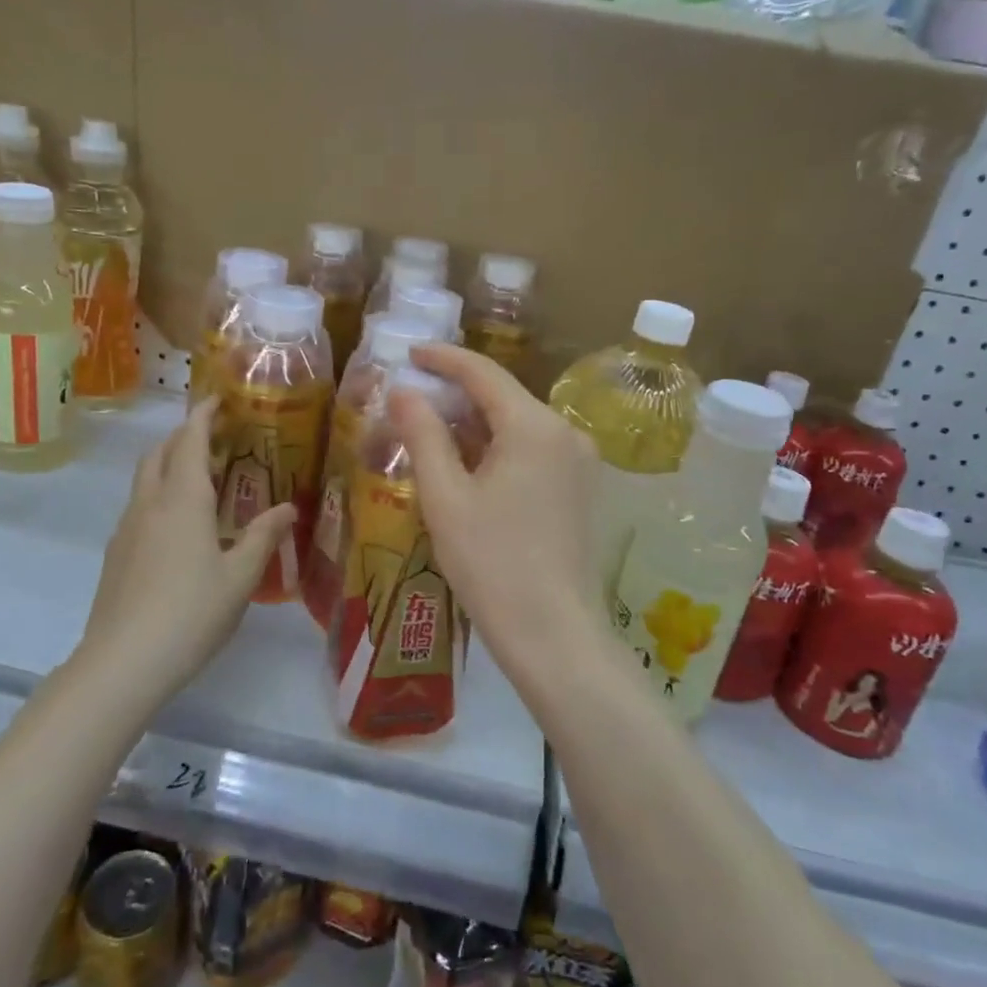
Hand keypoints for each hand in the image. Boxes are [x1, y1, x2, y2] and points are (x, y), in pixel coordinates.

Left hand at [78, 396, 295, 695]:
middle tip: (215, 436)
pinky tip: (180, 524)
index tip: (218, 398)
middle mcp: (150, 503)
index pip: (190, 440)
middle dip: (184, 435)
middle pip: (160, 452)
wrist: (123, 662)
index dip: (203, 414)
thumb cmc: (191, 613)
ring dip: (169, 463)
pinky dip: (160, 493)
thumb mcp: (240, 577)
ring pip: (145, 478)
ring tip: (201, 476)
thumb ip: (264, 537)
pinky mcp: (116, 553)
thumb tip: (288, 508)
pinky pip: (139, 505)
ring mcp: (127, 528)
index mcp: (183, 500)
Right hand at [388, 345, 607, 684]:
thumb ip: (423, 435)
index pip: (483, 373)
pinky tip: (470, 466)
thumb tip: (403, 390)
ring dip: (476, 425)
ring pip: (519, 425)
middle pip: (504, 397)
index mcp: (534, 426)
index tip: (409, 352)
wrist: (554, 634)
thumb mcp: (446, 497)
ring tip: (431, 433)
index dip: (443, 358)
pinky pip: (534, 451)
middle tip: (411, 400)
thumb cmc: (491, 564)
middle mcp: (566, 433)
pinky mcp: (582, 488)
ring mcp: (580, 462)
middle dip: (457, 395)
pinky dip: (499, 448)